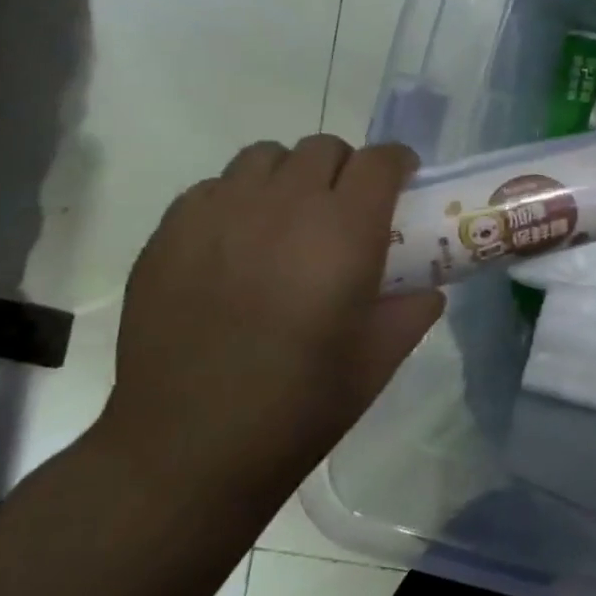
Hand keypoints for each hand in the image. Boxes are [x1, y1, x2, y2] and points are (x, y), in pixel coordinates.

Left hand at [94, 136, 443, 514]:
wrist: (190, 446)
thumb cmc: (303, 403)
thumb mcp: (382, 357)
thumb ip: (414, 308)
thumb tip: (426, 288)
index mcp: (345, 231)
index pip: (380, 160)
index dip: (398, 163)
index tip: (403, 184)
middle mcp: (283, 205)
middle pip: (323, 148)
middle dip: (346, 169)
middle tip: (347, 210)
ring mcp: (219, 214)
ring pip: (264, 157)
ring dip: (290, 176)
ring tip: (289, 220)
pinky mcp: (168, 233)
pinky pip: (213, 187)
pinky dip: (237, 199)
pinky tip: (237, 246)